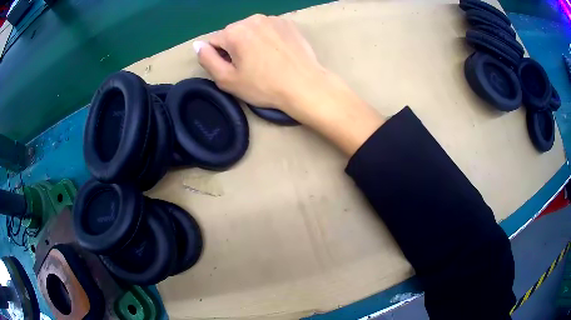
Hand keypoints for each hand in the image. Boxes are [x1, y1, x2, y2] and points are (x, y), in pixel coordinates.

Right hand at [195, 14, 384, 155]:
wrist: (305, 85)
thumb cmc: (264, 86)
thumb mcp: (227, 79)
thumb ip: (207, 60)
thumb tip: (198, 45)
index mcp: (234, 32)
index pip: (214, 42)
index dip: (220, 58)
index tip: (235, 70)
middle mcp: (251, 19)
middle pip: (232, 34)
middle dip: (236, 48)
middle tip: (251, 67)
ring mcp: (272, 19)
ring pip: (250, 30)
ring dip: (252, 42)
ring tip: (265, 61)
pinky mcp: (287, 23)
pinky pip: (267, 29)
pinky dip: (267, 38)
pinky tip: (277, 53)